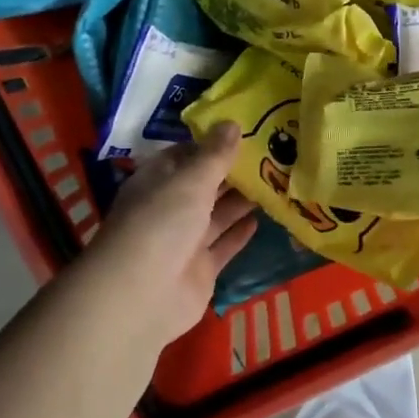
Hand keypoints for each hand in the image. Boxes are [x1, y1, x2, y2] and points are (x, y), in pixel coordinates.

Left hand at [77, 124, 257, 348]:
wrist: (143, 294)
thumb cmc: (161, 224)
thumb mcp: (190, 181)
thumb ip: (214, 155)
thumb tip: (231, 122)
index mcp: (157, 181)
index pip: (184, 155)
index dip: (211, 144)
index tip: (245, 131)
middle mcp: (169, 208)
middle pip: (203, 185)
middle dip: (232, 172)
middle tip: (271, 155)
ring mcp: (184, 241)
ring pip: (216, 215)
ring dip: (241, 201)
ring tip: (275, 181)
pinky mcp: (200, 269)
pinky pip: (223, 246)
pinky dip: (239, 233)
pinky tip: (261, 218)